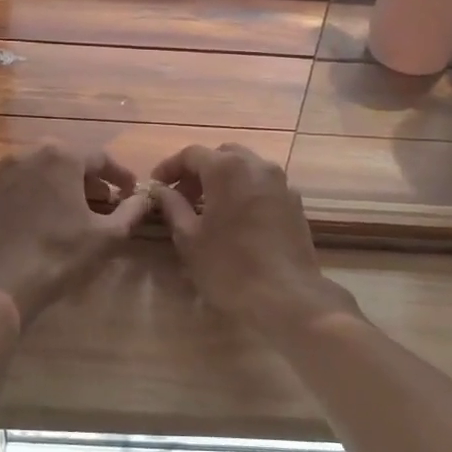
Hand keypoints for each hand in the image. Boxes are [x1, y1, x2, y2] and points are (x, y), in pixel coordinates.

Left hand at [0, 146, 149, 323]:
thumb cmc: (57, 256)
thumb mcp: (106, 236)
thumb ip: (130, 212)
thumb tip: (144, 198)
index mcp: (60, 158)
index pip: (100, 158)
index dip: (119, 174)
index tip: (129, 191)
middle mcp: (25, 156)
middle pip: (64, 162)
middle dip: (85, 180)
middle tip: (99, 202)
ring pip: (33, 176)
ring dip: (52, 189)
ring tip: (63, 214)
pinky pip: (7, 195)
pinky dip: (23, 204)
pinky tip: (29, 228)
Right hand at [149, 144, 358, 338]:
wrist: (286, 297)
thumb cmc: (229, 267)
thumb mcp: (189, 238)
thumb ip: (172, 206)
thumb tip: (161, 190)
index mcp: (227, 169)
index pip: (192, 154)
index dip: (170, 167)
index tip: (156, 185)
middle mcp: (257, 166)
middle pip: (222, 156)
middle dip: (199, 171)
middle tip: (183, 196)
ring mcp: (281, 183)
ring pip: (246, 168)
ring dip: (224, 180)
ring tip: (208, 208)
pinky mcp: (295, 203)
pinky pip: (263, 186)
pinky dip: (245, 192)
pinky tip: (236, 220)